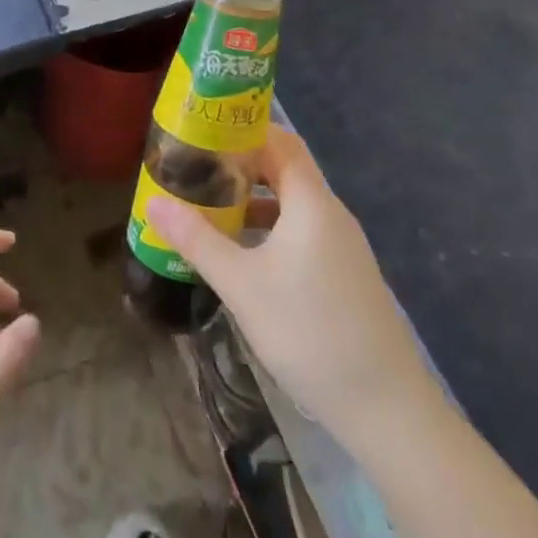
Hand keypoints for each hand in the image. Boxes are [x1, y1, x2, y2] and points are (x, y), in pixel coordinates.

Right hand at [148, 127, 440, 452]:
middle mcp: (330, 213)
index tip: (203, 131)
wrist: (385, 408)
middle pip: (285, 169)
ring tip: (210, 206)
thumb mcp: (242, 285)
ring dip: (254, 198)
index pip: (279, 141)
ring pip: (292, 203)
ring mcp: (341, 245)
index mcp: (311, 202)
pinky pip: (301, 230)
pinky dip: (270, 227)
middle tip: (196, 167)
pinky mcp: (343, 273)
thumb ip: (196, 240)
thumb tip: (153, 203)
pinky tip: (243, 252)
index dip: (243, 129)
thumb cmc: (309, 332)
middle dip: (241, 164)